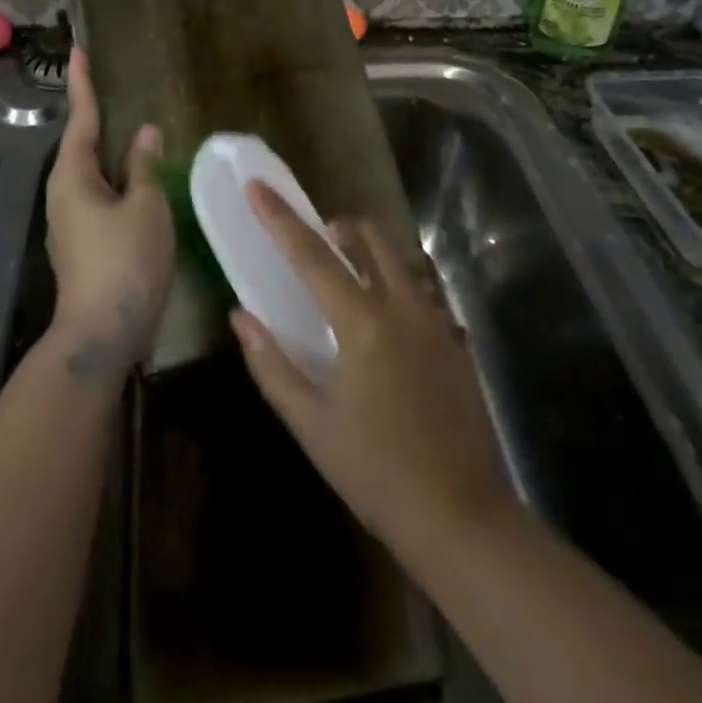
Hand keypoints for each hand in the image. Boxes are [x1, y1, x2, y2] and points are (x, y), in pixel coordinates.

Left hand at [44, 47, 174, 381]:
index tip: (78, 50)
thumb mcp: (145, 207)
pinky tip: (138, 180)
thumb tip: (144, 133)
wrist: (102, 333)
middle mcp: (64, 193)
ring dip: (110, 150)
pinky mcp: (83, 243)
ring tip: (132, 129)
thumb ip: (144, 166)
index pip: (81, 118)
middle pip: (82, 145)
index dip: (83, 83)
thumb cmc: (125, 261)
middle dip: (96, 116)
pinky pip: (101, 196)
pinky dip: (117, 179)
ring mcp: (71, 221)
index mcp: (73, 177)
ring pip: (92, 173)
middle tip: (112, 85)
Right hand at [230, 185, 513, 554]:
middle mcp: (403, 306)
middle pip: (369, 238)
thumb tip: (241, 316)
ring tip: (346, 284)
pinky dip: (393, 285)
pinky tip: (383, 328)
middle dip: (338, 229)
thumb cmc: (374, 472)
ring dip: (368, 255)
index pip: (312, 255)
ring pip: (398, 260)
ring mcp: (436, 320)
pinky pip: (419, 290)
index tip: (256, 186)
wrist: (460, 516)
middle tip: (315, 246)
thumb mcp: (311, 423)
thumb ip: (271, 364)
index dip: (279, 218)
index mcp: (362, 323)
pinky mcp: (455, 339)